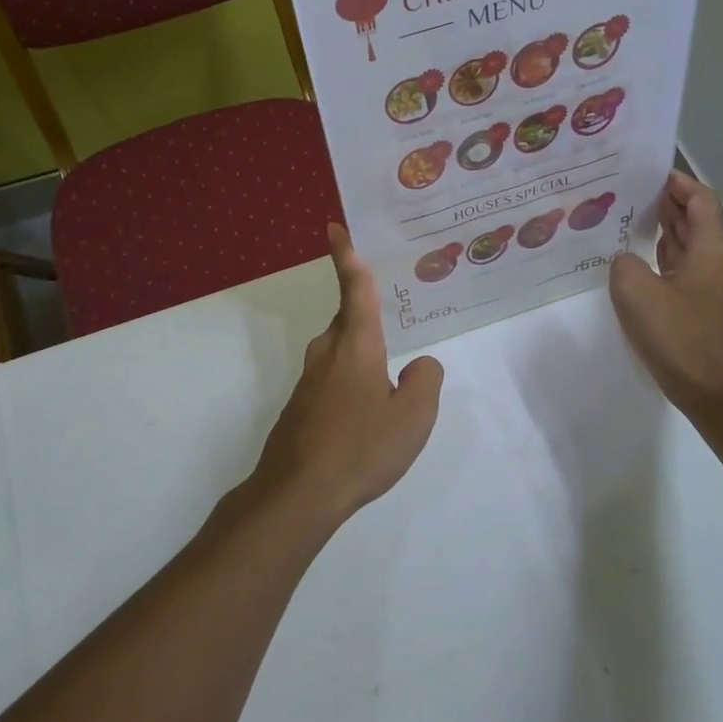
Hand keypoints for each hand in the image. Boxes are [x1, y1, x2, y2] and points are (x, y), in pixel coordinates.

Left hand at [249, 224, 443, 526]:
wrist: (297, 494)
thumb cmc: (361, 447)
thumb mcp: (413, 416)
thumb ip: (425, 382)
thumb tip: (419, 366)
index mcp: (356, 345)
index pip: (354, 289)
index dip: (346, 256)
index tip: (333, 227)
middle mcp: (328, 354)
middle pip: (348, 321)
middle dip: (366, 316)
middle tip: (394, 318)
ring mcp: (309, 382)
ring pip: (341, 353)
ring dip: (362, 357)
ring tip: (388, 380)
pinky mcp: (300, 408)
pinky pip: (332, 381)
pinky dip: (350, 385)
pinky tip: (365, 418)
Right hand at [609, 171, 722, 410]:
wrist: (715, 393)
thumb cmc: (678, 336)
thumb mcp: (635, 292)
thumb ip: (624, 264)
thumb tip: (628, 262)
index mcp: (714, 250)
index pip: (702, 201)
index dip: (679, 184)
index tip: (651, 175)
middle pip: (701, 222)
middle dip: (670, 206)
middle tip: (634, 196)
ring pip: (697, 249)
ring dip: (670, 234)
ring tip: (635, 225)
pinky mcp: (716, 312)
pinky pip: (693, 273)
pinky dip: (672, 261)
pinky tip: (646, 267)